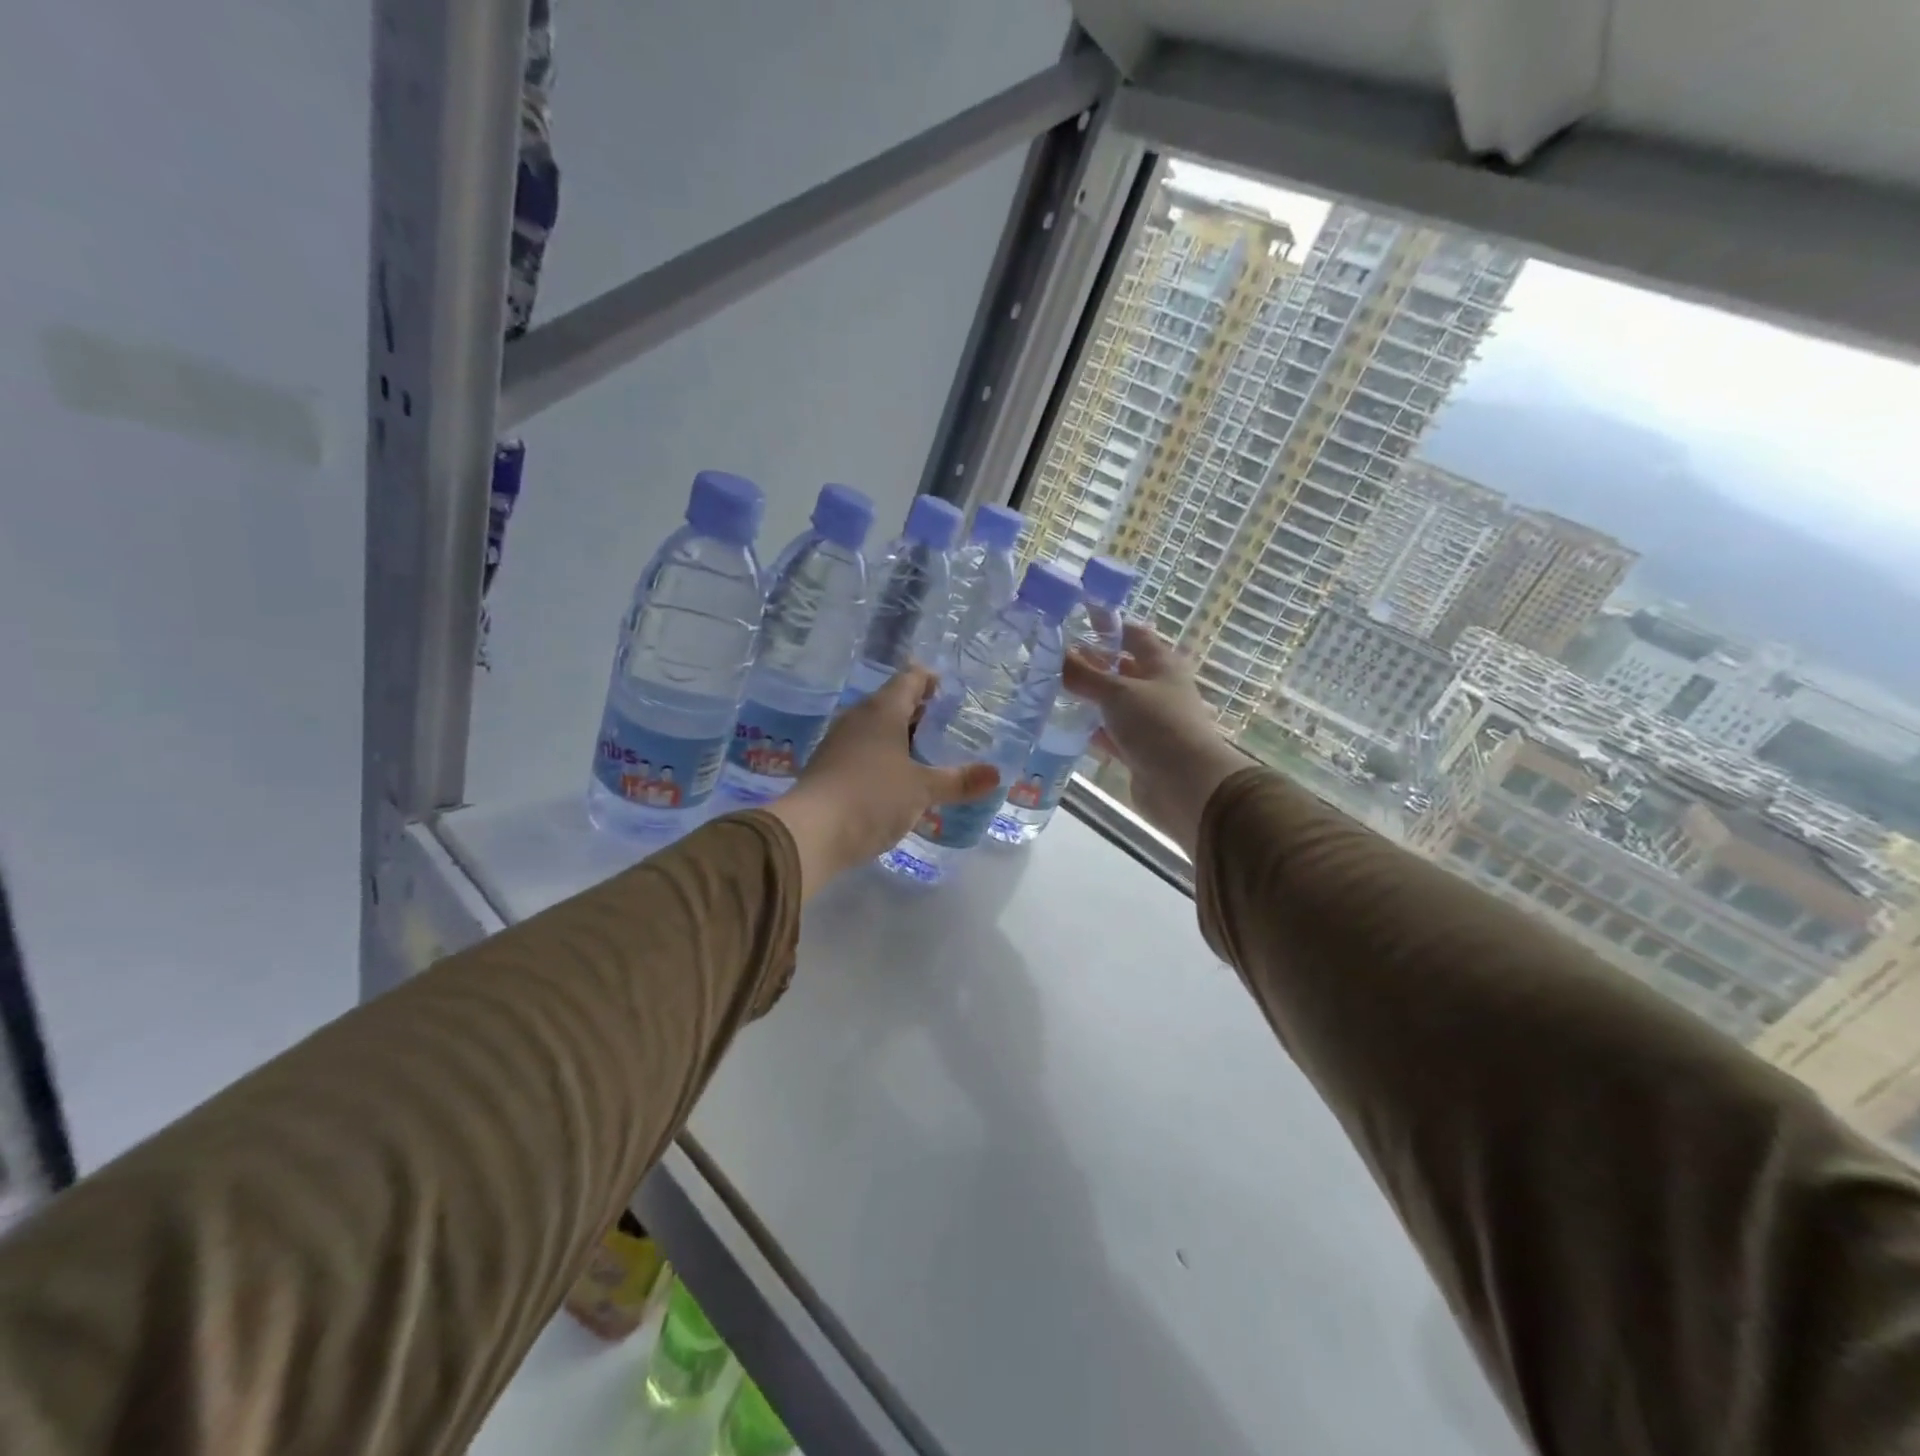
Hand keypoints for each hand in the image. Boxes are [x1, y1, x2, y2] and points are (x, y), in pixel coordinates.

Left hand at [764, 667, 1000, 892]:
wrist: (810, 833)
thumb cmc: (872, 797)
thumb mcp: (922, 790)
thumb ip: (958, 781)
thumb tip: (996, 775)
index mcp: (882, 711)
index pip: (910, 678)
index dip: (930, 679)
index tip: (950, 690)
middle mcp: (858, 718)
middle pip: (893, 703)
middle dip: (920, 712)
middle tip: (950, 725)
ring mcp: (839, 743)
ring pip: (877, 729)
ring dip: (902, 737)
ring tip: (930, 753)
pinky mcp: (829, 768)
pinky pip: (864, 751)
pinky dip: (885, 757)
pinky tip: (900, 779)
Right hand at [1061, 623, 1248, 856]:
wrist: (1186, 785)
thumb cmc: (1157, 725)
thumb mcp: (1117, 692)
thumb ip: (1085, 674)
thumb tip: (1058, 653)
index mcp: (1162, 665)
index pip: (1133, 634)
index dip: (1108, 625)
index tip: (1076, 619)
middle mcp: (1157, 689)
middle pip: (1122, 670)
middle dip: (1092, 664)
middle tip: (1053, 659)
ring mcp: (1149, 722)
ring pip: (1114, 704)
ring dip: (1089, 699)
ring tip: (1051, 691)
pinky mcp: (1139, 751)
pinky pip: (1111, 734)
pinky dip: (1092, 730)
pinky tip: (1066, 727)